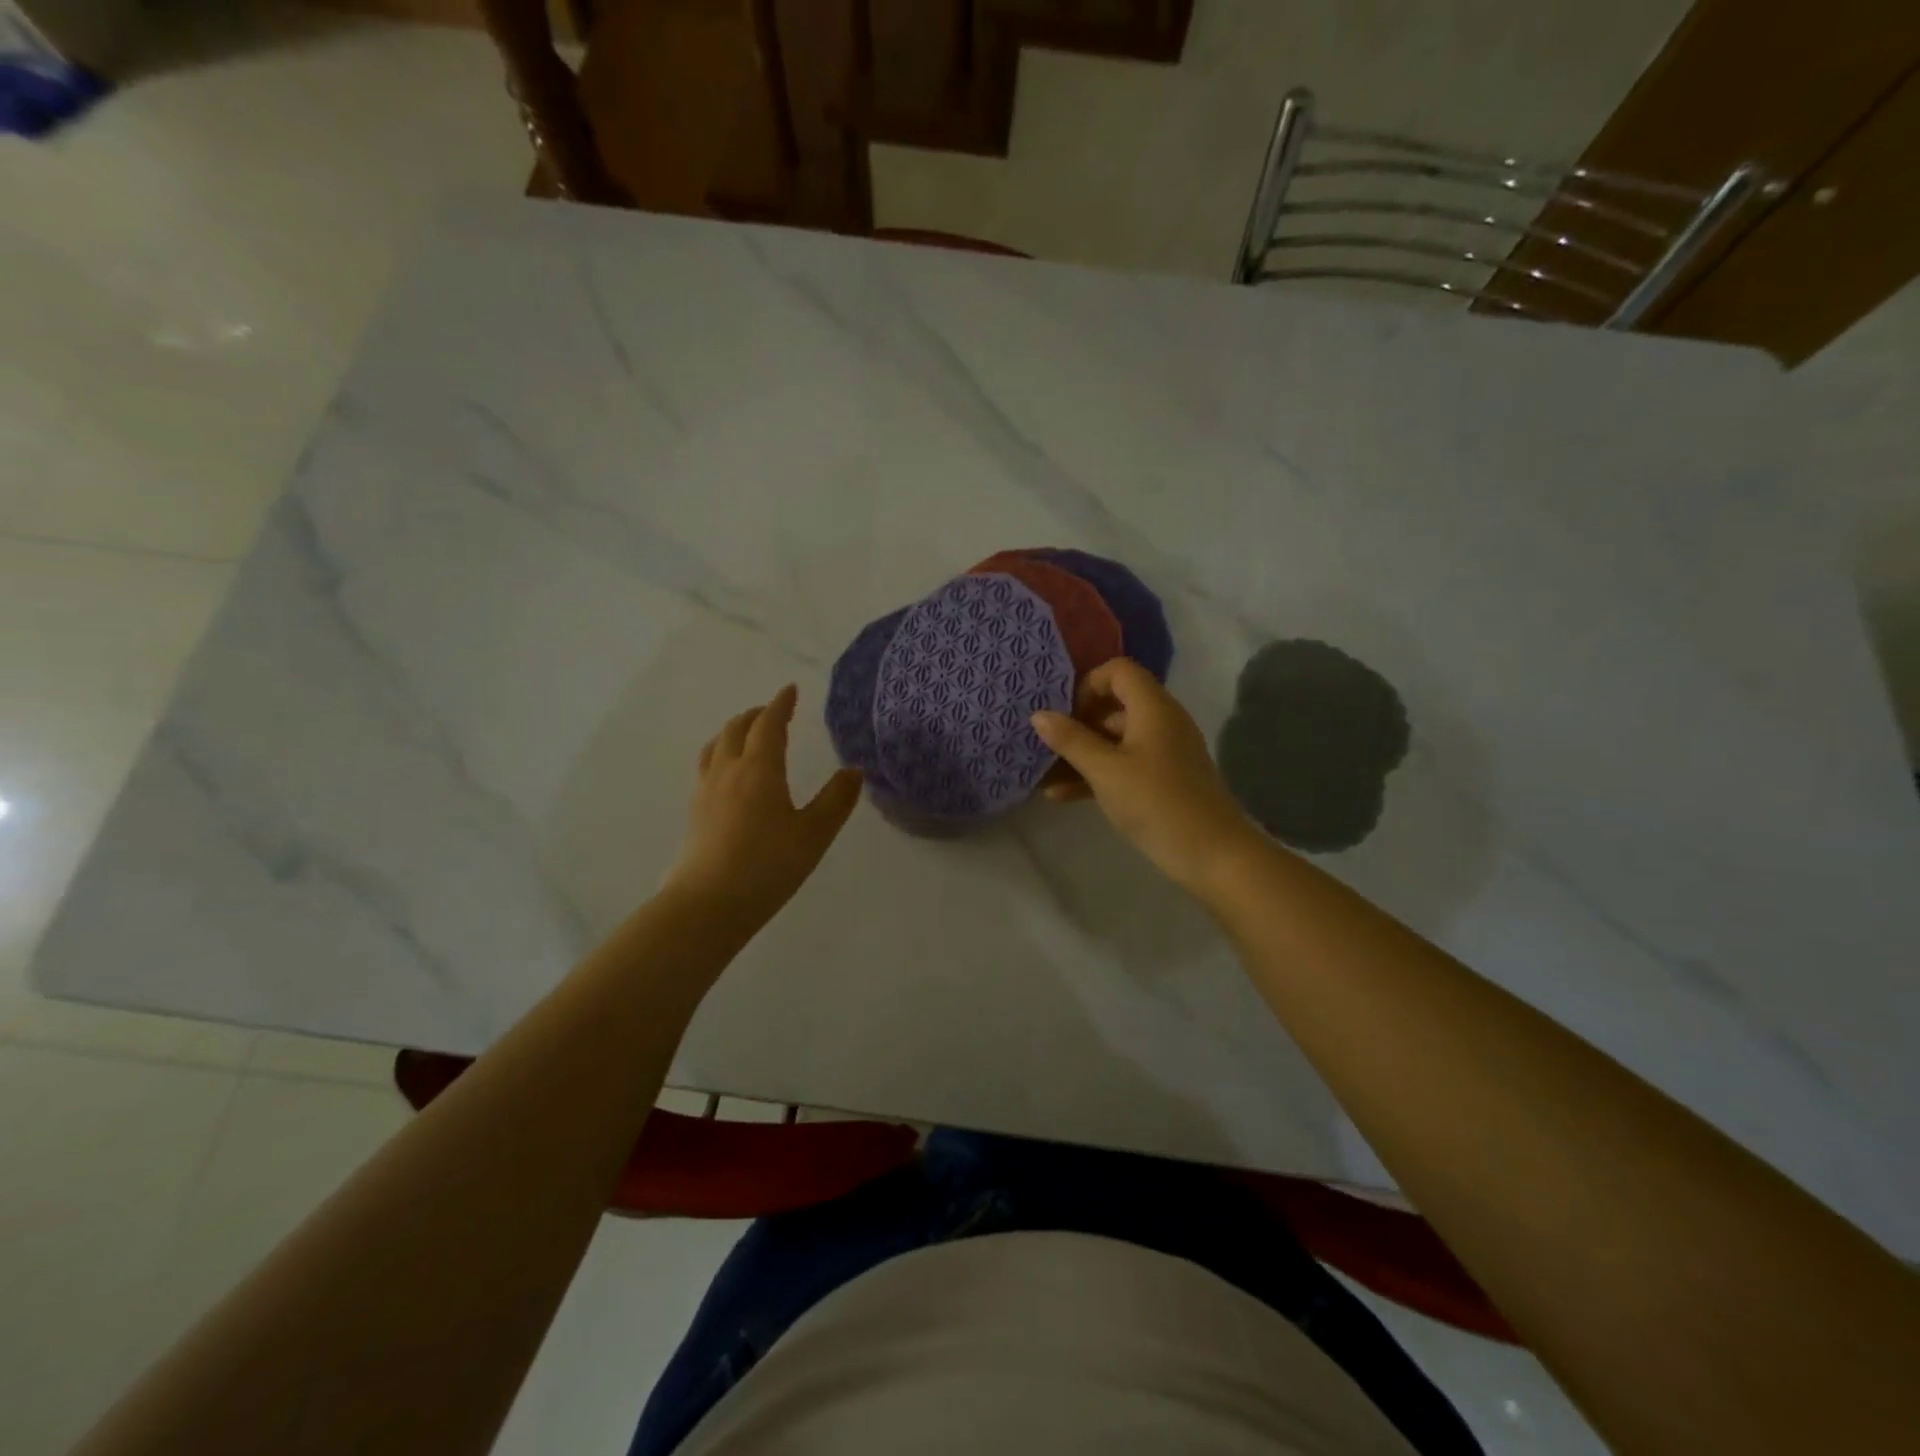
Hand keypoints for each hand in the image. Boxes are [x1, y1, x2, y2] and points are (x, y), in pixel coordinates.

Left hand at [666, 685, 863, 925]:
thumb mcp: (814, 834)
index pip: (769, 724)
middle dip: (755, 715)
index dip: (781, 704)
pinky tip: (727, 776)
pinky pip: (706, 766)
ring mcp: (705, 790)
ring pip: (715, 746)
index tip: (790, 691)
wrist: (707, 905)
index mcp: (759, 768)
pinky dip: (720, 754)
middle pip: (736, 729)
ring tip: (745, 735)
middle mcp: (728, 770)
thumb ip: (836, 800)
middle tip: (772, 712)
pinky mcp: (694, 812)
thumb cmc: (768, 866)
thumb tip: (854, 770)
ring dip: (733, 731)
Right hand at [1032, 659, 1263, 895]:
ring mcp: (1163, 753)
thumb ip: (1071, 740)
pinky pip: (1123, 765)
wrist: (1213, 855)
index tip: (1064, 713)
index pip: (1119, 671)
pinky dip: (1096, 774)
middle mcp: (1161, 722)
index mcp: (1153, 708)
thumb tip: (1038, 714)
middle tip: (1048, 745)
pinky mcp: (1162, 780)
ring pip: (1115, 740)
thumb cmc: (1156, 803)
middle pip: (1114, 705)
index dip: (1088, 684)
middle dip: (1078, 723)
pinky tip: (1061, 796)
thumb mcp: (1106, 771)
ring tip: (1044, 774)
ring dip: (1081, 754)